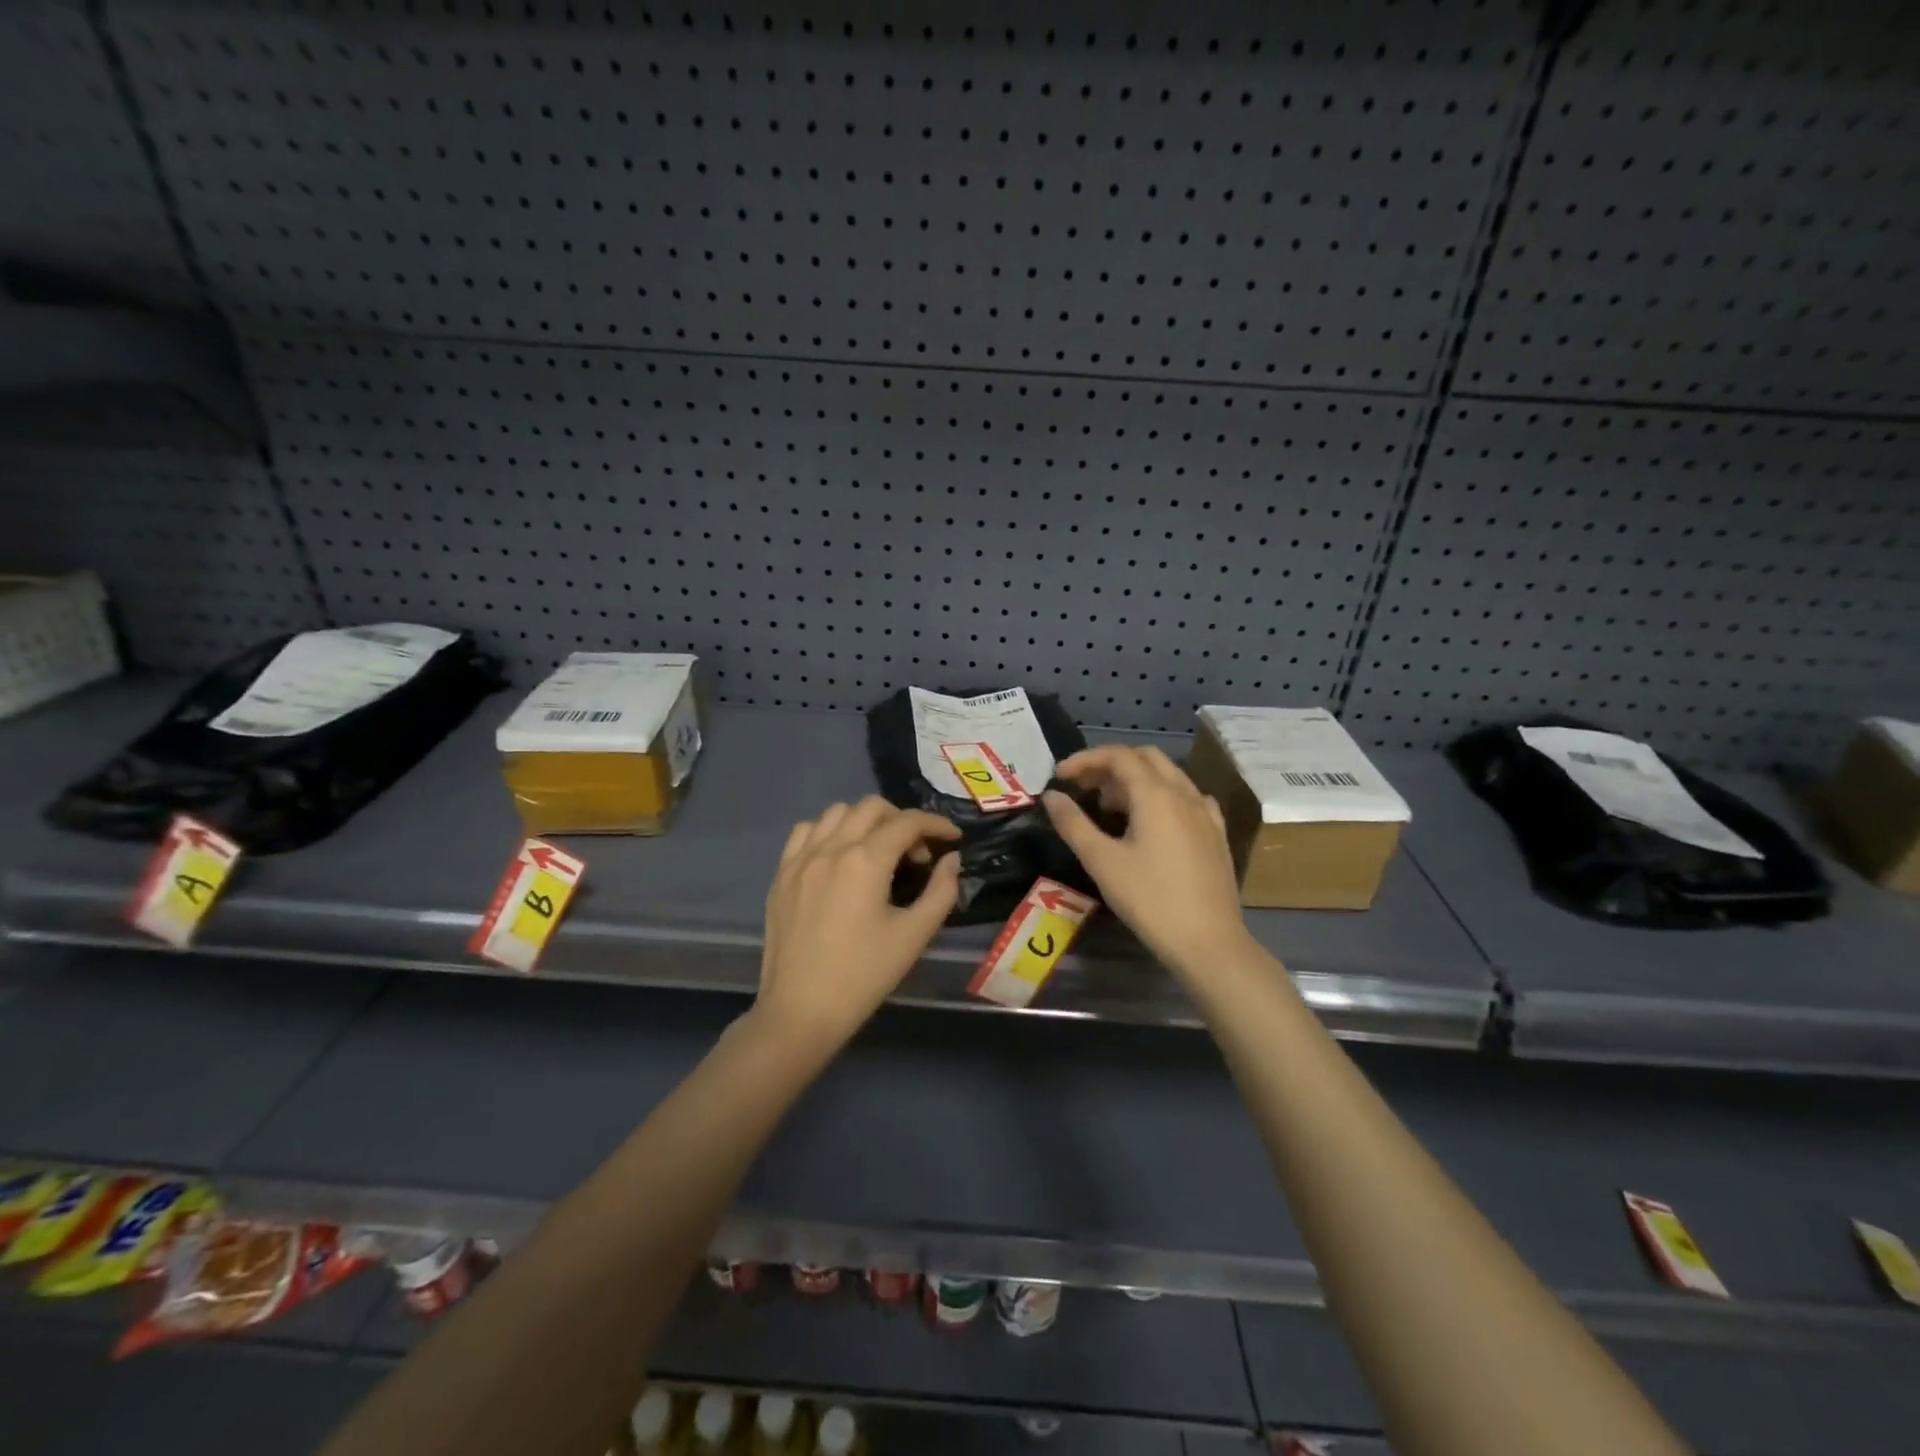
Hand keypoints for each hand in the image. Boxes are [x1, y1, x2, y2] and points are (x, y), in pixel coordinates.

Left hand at [754, 796, 960, 1054]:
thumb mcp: (914, 936)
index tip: (952, 839)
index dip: (936, 824)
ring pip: (837, 812)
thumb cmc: (864, 976)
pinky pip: (806, 832)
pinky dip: (829, 832)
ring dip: (865, 821)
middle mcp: (831, 848)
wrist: (801, 1011)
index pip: (907, 822)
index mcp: (865, 861)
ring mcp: (801, 858)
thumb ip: (941, 891)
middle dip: (902, 821)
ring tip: (878, 853)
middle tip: (916, 855)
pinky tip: (839, 857)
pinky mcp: (782, 874)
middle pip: (872, 807)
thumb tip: (950, 860)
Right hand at [1043, 746, 1253, 976]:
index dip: (1086, 760)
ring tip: (1109, 806)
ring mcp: (1205, 813)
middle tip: (1083, 787)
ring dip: (1135, 780)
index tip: (1060, 776)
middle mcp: (1184, 794)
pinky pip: (1187, 798)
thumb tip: (1052, 796)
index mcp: (1156, 795)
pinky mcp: (1216, 834)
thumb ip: (1073, 824)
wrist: (1208, 942)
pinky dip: (1161, 797)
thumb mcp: (1102, 861)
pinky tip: (1151, 821)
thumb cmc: (1150, 900)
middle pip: (1146, 758)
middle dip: (1110, 765)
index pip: (1119, 756)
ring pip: (1168, 776)